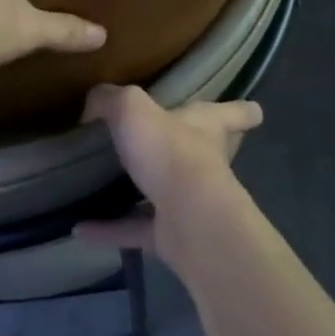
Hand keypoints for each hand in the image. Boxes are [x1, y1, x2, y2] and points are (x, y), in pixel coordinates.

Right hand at [75, 83, 261, 267]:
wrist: (187, 218)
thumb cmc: (171, 151)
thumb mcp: (132, 108)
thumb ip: (110, 99)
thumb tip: (93, 105)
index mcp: (208, 126)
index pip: (235, 113)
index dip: (242, 110)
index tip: (255, 111)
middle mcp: (205, 162)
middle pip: (210, 151)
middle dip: (198, 147)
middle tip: (173, 141)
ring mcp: (191, 202)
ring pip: (169, 192)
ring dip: (145, 190)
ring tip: (112, 185)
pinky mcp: (171, 236)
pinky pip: (135, 228)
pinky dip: (110, 229)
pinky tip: (80, 227)